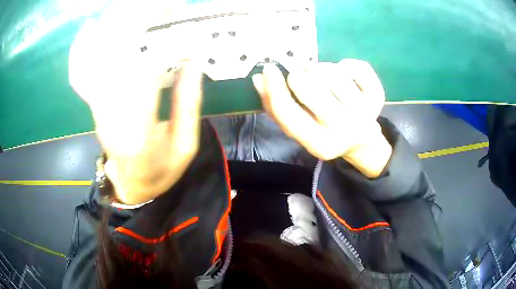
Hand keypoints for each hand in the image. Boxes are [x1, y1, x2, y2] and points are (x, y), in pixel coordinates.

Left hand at [69, 4, 202, 203]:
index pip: (145, 76)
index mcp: (137, 134)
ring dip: (110, 28)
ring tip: (131, 7)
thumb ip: (189, 103)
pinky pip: (80, 73)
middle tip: (162, 6)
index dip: (167, 49)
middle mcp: (110, 115)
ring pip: (94, 59)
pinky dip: (81, 49)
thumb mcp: (185, 146)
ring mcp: (97, 107)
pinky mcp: (93, 103)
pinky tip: (89, 28)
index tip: (190, 37)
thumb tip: (194, 60)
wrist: (132, 185)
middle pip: (114, 57)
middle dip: (136, 23)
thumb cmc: (160, 171)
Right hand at [252, 60, 391, 177]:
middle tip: (302, 76)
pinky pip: (356, 66)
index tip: (268, 69)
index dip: (273, 87)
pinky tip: (346, 76)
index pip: (287, 112)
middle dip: (299, 75)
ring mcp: (365, 113)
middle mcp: (343, 131)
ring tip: (324, 79)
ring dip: (322, 69)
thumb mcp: (300, 127)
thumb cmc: (325, 130)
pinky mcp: (378, 97)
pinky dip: (346, 65)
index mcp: (319, 144)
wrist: (361, 140)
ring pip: (331, 72)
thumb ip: (276, 107)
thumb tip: (260, 79)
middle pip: (309, 86)